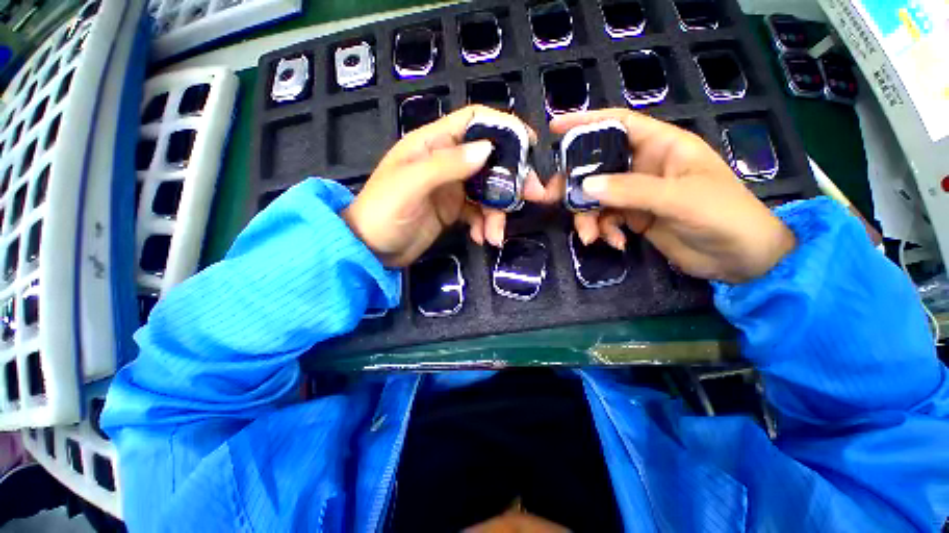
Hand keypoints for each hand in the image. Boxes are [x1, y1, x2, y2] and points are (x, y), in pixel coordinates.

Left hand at [343, 105, 546, 267]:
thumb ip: (447, 165)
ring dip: (497, 213)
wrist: (370, 249)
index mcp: (433, 144)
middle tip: (533, 197)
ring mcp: (452, 188)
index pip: (474, 121)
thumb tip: (488, 150)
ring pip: (487, 191)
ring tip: (495, 236)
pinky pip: (478, 213)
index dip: (503, 127)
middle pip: (490, 160)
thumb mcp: (411, 184)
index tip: (529, 144)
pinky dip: (484, 225)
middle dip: (512, 179)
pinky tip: (481, 239)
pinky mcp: (453, 211)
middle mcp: (446, 162)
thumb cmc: (383, 211)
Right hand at [548, 109, 795, 283]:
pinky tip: (615, 243)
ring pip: (596, 197)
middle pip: (597, 166)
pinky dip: (604, 231)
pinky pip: (605, 219)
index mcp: (662, 146)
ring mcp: (636, 193)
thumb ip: (631, 190)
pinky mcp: (633, 217)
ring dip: (588, 217)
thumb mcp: (679, 198)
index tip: (555, 128)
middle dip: (574, 184)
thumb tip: (585, 185)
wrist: (738, 258)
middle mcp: (644, 166)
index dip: (586, 122)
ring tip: (591, 237)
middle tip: (552, 198)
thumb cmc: (723, 215)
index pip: (619, 124)